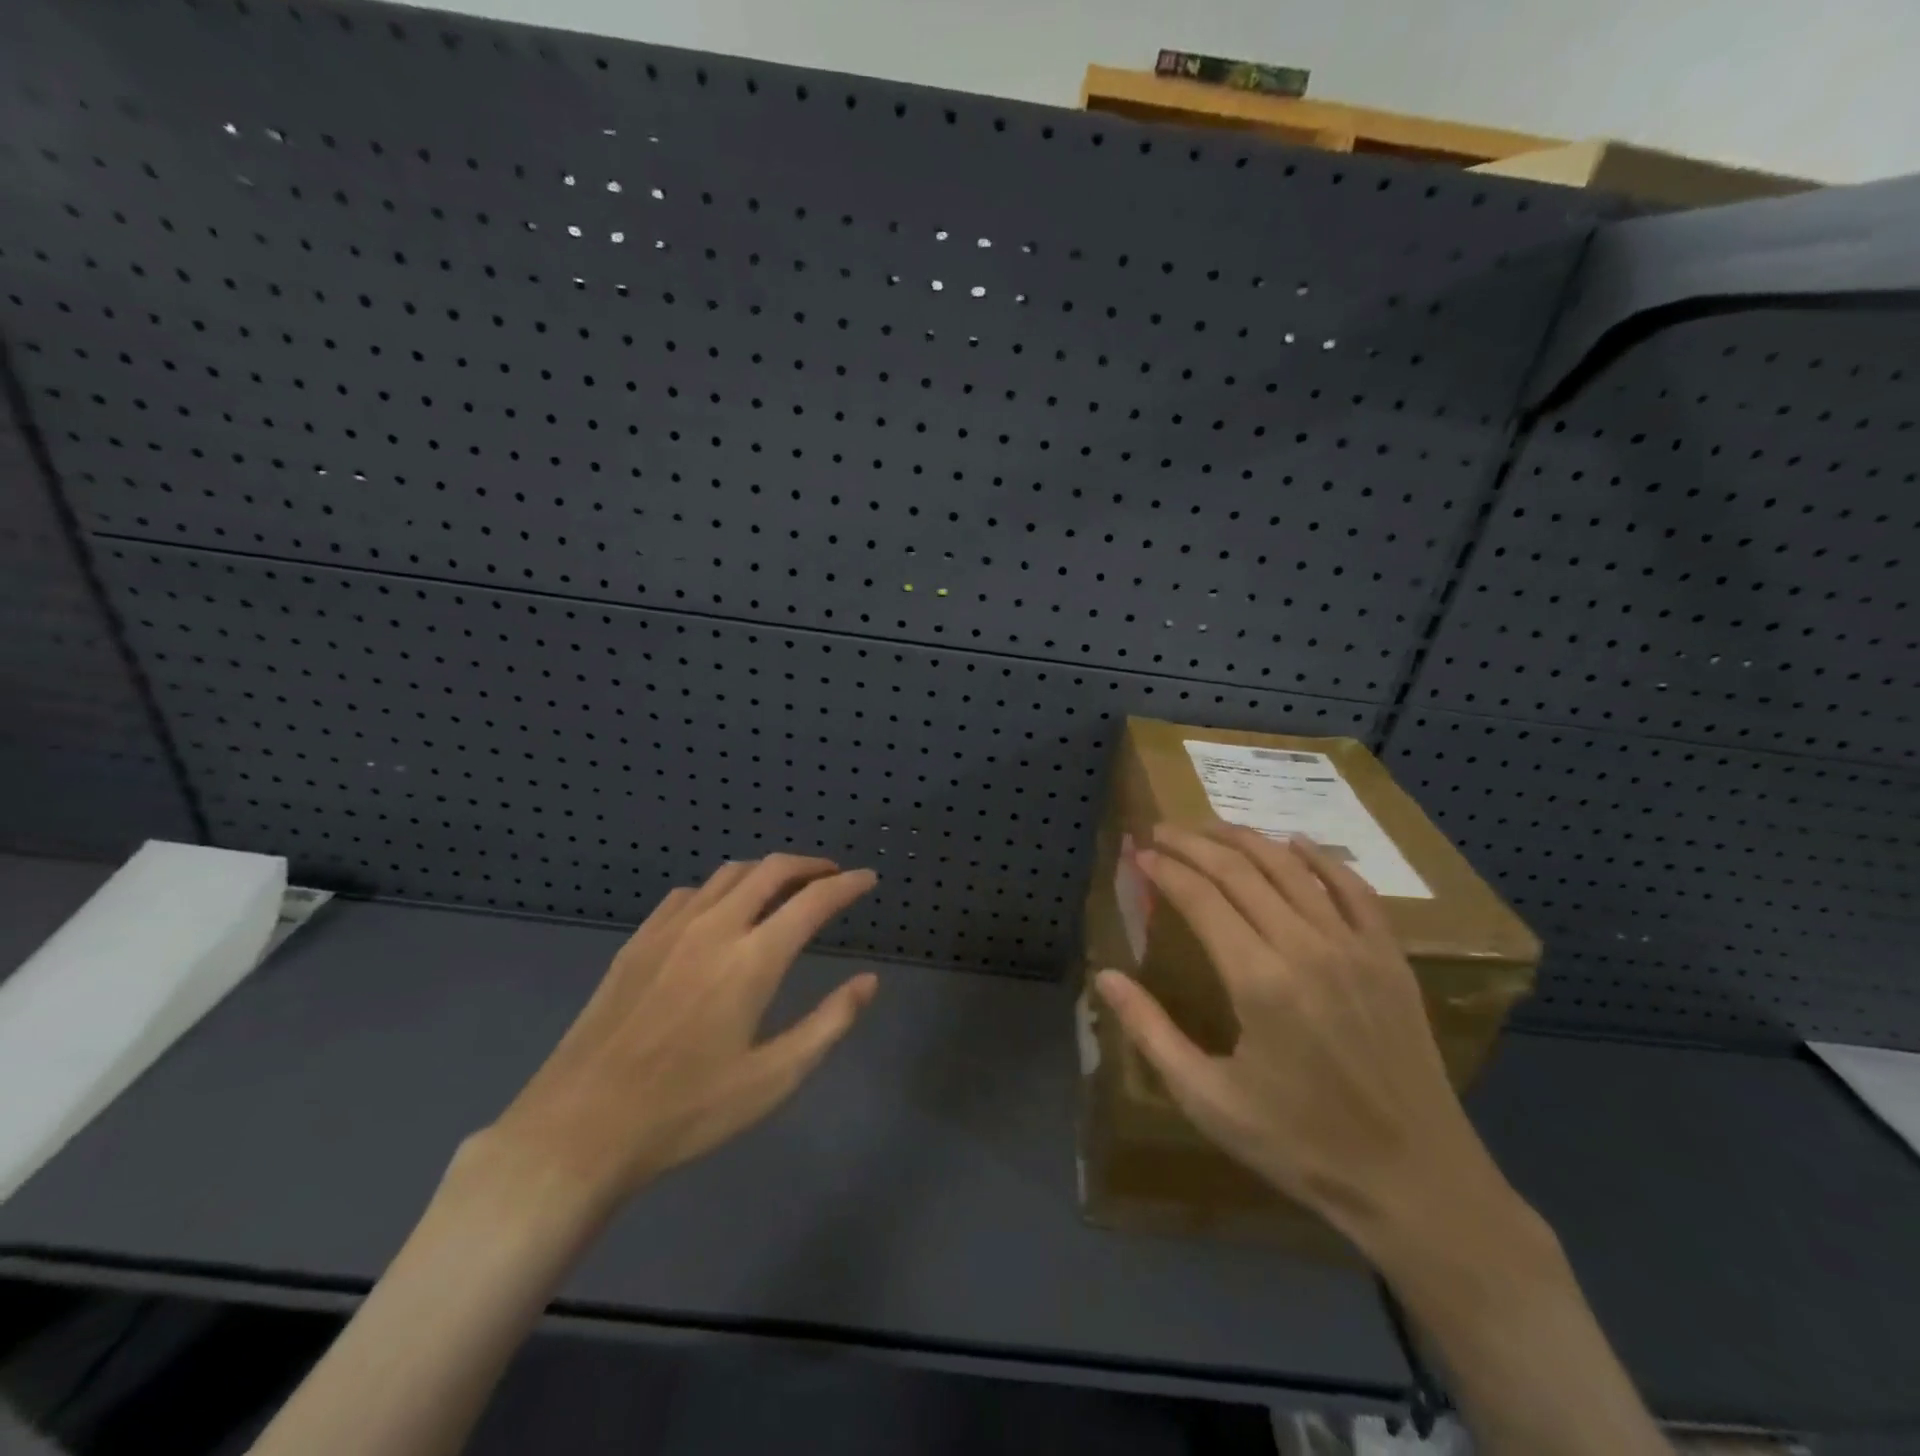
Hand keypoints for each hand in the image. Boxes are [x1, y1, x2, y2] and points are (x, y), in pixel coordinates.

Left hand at [484, 855, 878, 1215]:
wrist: (580, 1128)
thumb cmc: (687, 1111)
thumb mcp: (773, 1079)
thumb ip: (829, 1023)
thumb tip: (868, 981)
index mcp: (753, 960)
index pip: (813, 901)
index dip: (846, 885)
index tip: (868, 879)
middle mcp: (715, 928)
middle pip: (771, 870)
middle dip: (810, 865)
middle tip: (831, 875)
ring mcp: (670, 929)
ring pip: (729, 874)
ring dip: (766, 871)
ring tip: (784, 887)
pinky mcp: (637, 942)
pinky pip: (689, 893)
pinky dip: (721, 889)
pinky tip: (721, 911)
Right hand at [1095, 823, 1502, 1244]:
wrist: (1417, 1183)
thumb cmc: (1300, 1144)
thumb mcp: (1208, 1099)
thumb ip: (1151, 1031)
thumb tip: (1106, 977)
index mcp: (1259, 982)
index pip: (1201, 898)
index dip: (1166, 871)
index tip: (1140, 855)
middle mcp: (1307, 948)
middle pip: (1242, 872)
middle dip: (1195, 843)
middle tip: (1162, 830)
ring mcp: (1355, 948)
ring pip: (1292, 869)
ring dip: (1247, 840)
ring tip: (1212, 827)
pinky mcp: (1389, 958)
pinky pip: (1354, 889)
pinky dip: (1321, 858)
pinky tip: (1296, 842)